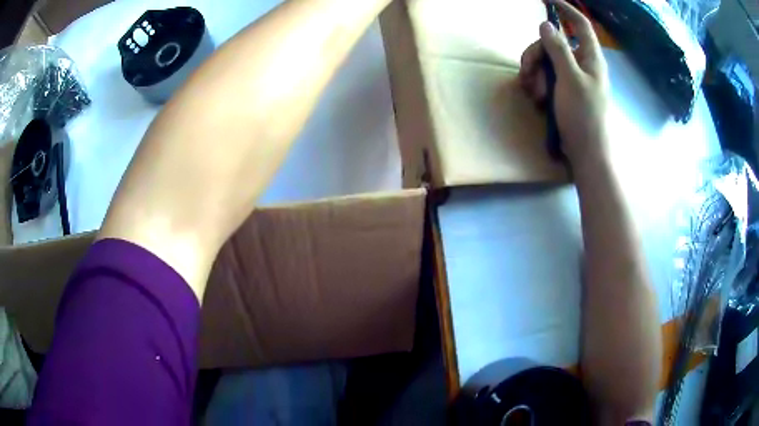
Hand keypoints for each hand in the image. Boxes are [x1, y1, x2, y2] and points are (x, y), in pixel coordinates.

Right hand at [519, 0, 609, 170]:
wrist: (586, 153)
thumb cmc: (583, 116)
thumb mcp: (570, 79)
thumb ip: (558, 49)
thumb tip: (547, 23)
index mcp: (590, 58)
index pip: (580, 24)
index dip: (566, 9)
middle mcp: (582, 64)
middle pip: (553, 43)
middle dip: (537, 54)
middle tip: (528, 72)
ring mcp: (572, 78)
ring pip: (546, 60)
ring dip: (535, 73)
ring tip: (535, 94)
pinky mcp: (564, 91)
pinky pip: (546, 77)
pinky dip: (538, 84)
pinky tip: (537, 99)